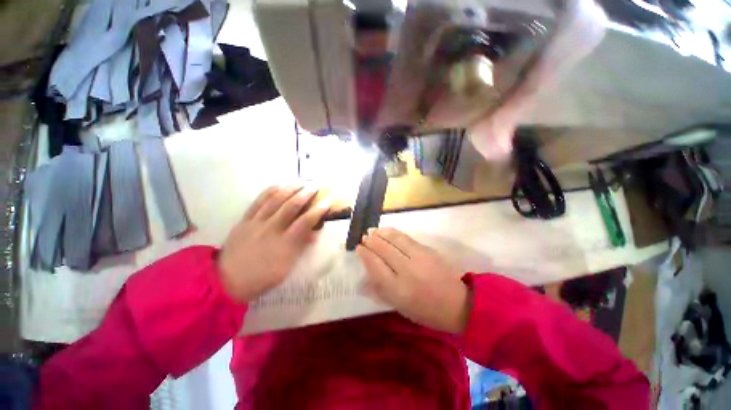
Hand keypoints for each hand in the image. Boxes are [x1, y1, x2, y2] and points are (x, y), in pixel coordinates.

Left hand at [218, 185, 330, 302]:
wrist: (228, 280)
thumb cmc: (263, 277)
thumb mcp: (287, 267)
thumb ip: (301, 247)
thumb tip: (313, 233)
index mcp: (285, 243)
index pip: (305, 221)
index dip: (317, 210)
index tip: (326, 202)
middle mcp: (272, 229)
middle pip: (291, 206)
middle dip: (305, 194)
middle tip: (315, 185)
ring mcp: (256, 223)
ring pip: (275, 200)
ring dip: (289, 189)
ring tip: (300, 181)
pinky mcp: (244, 220)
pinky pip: (257, 202)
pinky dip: (268, 192)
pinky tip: (278, 185)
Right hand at [356, 228, 470, 333]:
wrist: (458, 303)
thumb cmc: (426, 311)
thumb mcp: (400, 308)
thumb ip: (380, 292)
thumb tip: (361, 283)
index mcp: (398, 289)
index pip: (375, 265)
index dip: (365, 254)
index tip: (358, 248)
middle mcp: (406, 270)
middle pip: (383, 250)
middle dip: (371, 241)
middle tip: (364, 237)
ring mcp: (418, 258)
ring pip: (394, 240)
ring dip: (381, 233)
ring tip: (372, 230)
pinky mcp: (427, 250)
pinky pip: (406, 238)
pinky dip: (393, 232)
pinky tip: (387, 231)